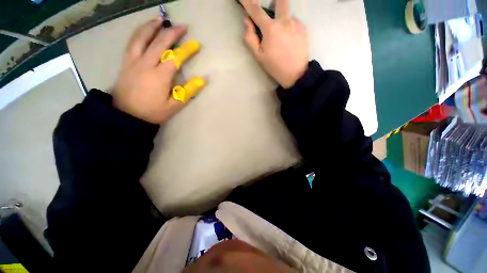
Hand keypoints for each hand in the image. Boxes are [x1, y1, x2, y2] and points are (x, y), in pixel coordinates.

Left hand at [113, 17, 197, 123]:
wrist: (127, 116)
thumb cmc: (153, 112)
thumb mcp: (175, 105)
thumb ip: (189, 91)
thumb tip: (202, 79)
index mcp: (159, 76)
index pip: (175, 58)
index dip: (187, 50)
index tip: (196, 44)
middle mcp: (145, 64)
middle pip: (159, 42)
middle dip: (172, 32)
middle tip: (182, 26)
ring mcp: (133, 61)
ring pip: (141, 37)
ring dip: (152, 26)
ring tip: (161, 19)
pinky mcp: (125, 62)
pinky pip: (131, 42)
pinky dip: (139, 33)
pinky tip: (144, 30)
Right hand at [241, 0, 308, 88]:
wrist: (296, 74)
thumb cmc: (275, 67)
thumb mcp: (258, 56)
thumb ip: (250, 38)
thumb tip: (247, 21)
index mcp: (271, 29)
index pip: (256, 10)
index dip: (247, 2)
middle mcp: (285, 21)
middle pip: (280, 0)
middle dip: (274, 2)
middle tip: (271, 16)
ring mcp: (296, 23)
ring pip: (287, 14)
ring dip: (281, 20)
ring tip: (281, 38)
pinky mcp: (304, 28)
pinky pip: (294, 22)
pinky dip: (289, 28)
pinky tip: (289, 42)